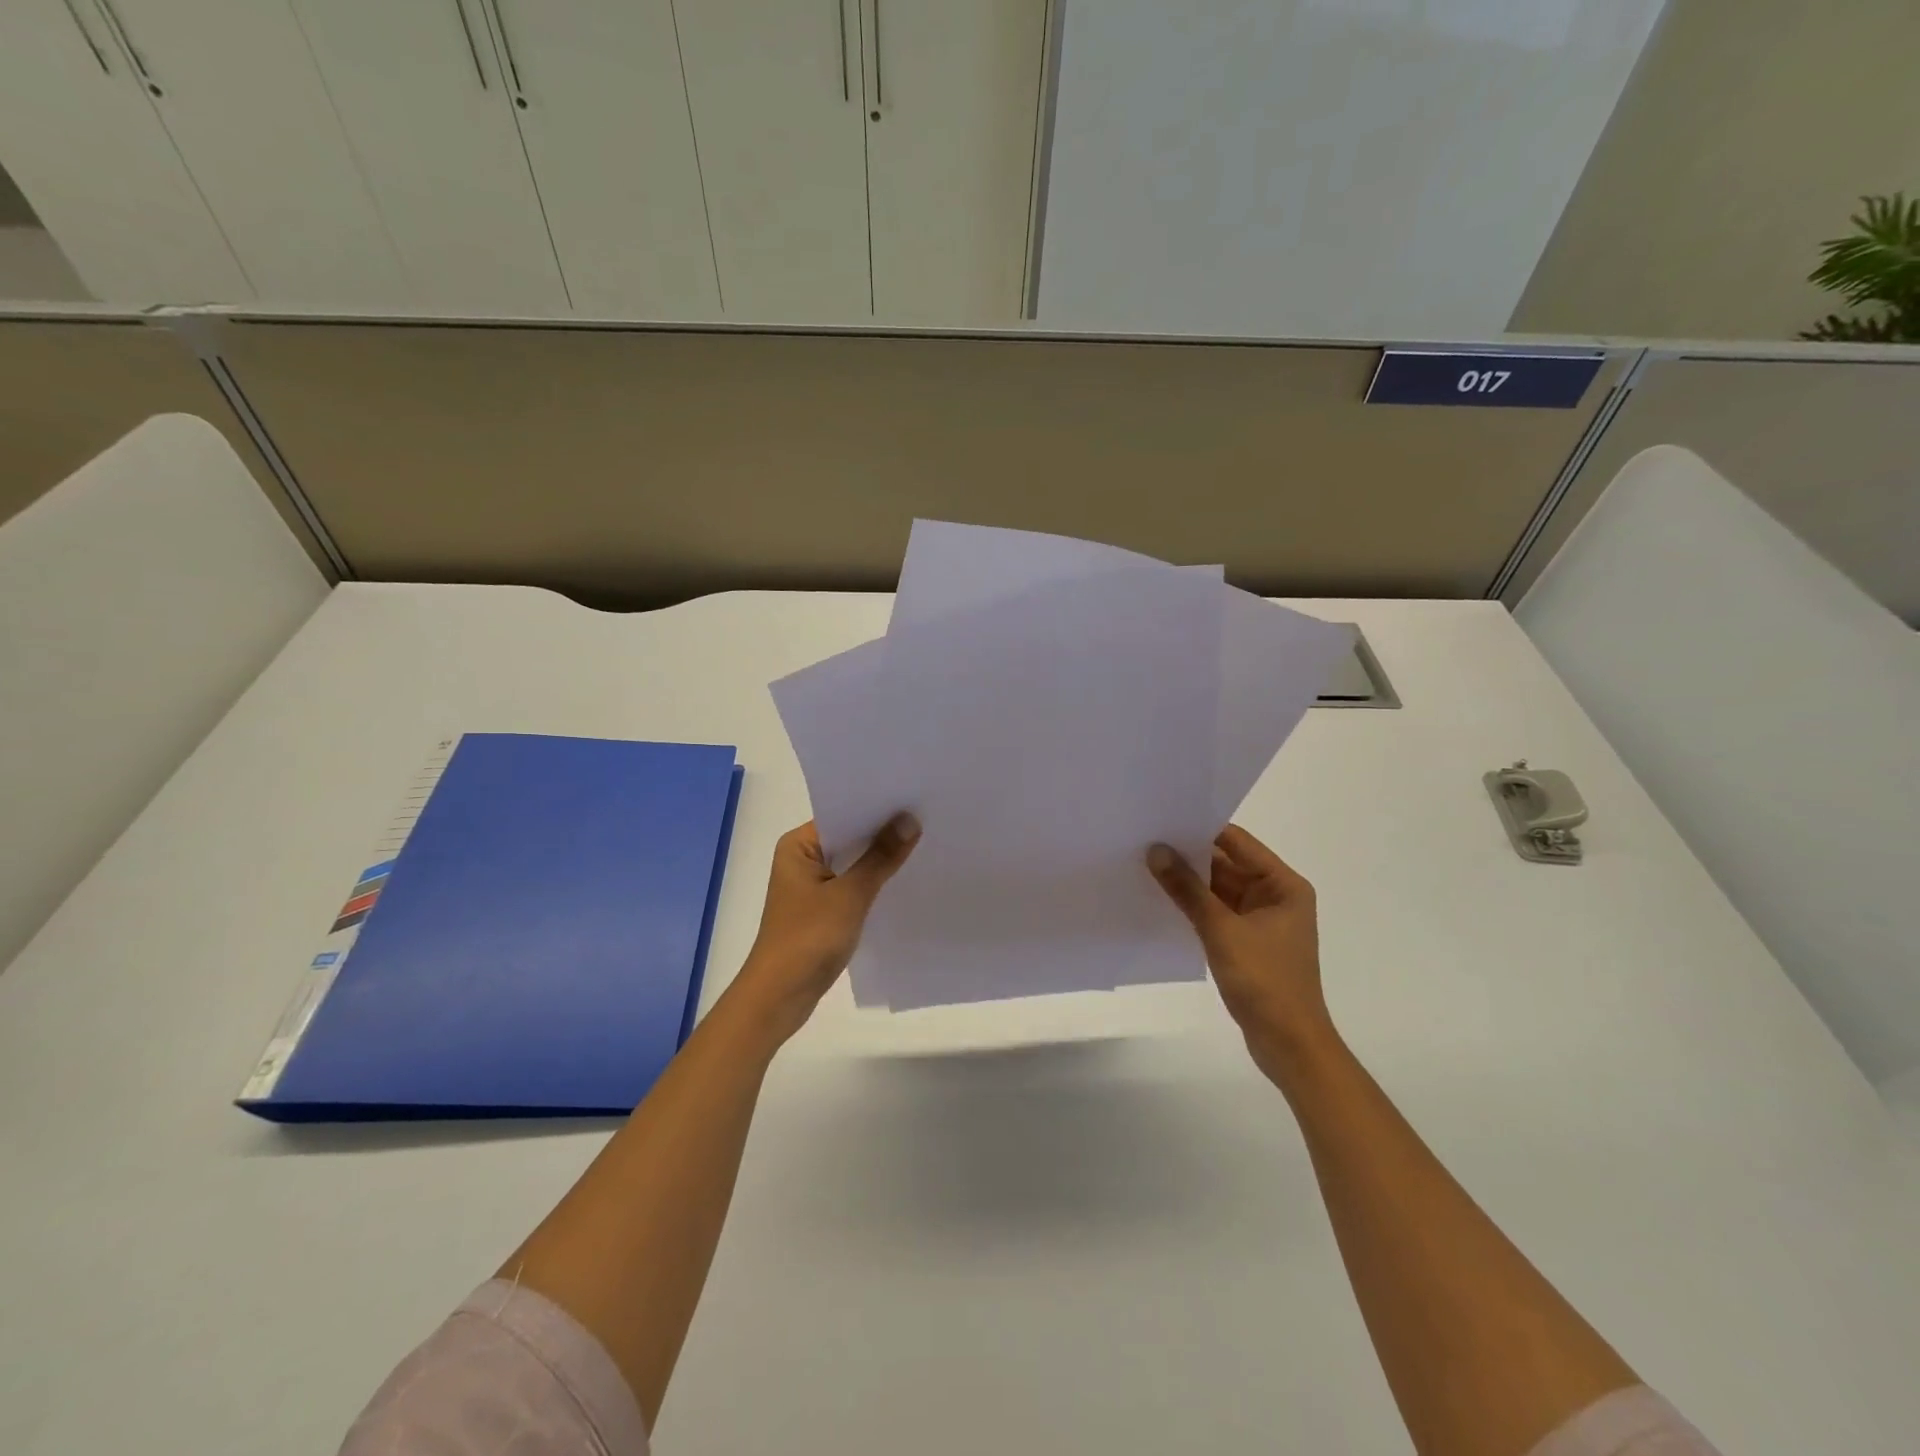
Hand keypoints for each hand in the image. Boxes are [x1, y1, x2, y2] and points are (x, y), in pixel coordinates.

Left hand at [730, 815, 920, 1039]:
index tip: (914, 799)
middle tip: (928, 818)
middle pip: (849, 838)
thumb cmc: (808, 938)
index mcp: (798, 846)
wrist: (779, 998)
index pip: (842, 814)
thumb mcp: (850, 895)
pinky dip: (873, 884)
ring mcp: (811, 887)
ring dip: (880, 860)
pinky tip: (904, 881)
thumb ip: (881, 857)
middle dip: (883, 833)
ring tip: (924, 844)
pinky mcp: (821, 911)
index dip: (877, 808)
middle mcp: (801, 860)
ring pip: (853, 864)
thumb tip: (910, 819)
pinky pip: (852, 886)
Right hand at [1148, 825, 1333, 1076]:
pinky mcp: (1248, 943)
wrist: (1289, 1044)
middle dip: (1189, 857)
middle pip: (1227, 865)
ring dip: (1189, 883)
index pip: (1237, 843)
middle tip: (1145, 841)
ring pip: (1219, 890)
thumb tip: (1156, 851)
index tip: (1162, 820)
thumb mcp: (1221, 930)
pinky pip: (1217, 913)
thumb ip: (1188, 889)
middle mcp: (1275, 896)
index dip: (1201, 830)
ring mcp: (1262, 921)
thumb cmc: (1265, 981)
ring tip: (1146, 866)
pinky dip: (1195, 907)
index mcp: (1283, 885)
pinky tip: (1163, 901)